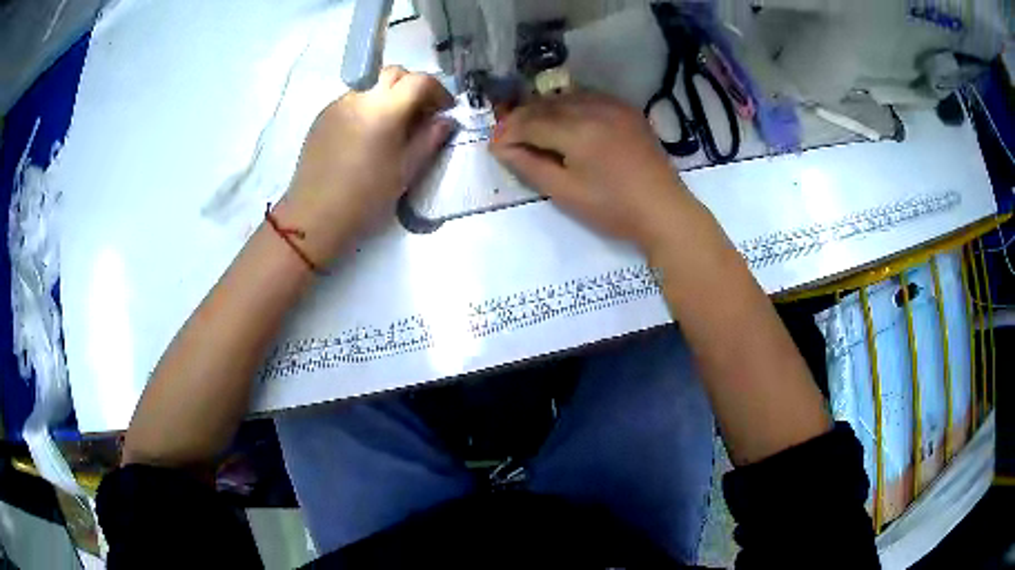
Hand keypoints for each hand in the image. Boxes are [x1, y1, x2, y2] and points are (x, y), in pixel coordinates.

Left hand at [276, 66, 454, 264]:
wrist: (315, 214)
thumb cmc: (366, 195)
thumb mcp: (406, 170)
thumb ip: (430, 139)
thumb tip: (445, 120)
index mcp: (385, 108)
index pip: (419, 80)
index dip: (438, 90)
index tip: (444, 109)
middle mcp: (360, 96)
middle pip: (393, 73)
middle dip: (412, 86)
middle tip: (420, 112)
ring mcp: (338, 103)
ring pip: (371, 84)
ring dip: (388, 94)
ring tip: (392, 124)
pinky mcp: (322, 116)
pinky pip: (352, 99)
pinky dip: (367, 105)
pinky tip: (366, 134)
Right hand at [490, 92, 692, 249]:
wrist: (663, 210)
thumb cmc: (613, 209)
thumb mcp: (565, 193)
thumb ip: (530, 166)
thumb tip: (501, 148)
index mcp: (578, 131)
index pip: (530, 122)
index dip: (508, 132)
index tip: (493, 145)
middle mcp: (594, 108)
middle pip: (546, 105)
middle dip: (522, 118)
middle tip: (506, 135)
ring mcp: (613, 105)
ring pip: (565, 97)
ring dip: (543, 109)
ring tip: (531, 128)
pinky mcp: (626, 110)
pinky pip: (588, 97)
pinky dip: (569, 105)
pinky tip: (563, 119)